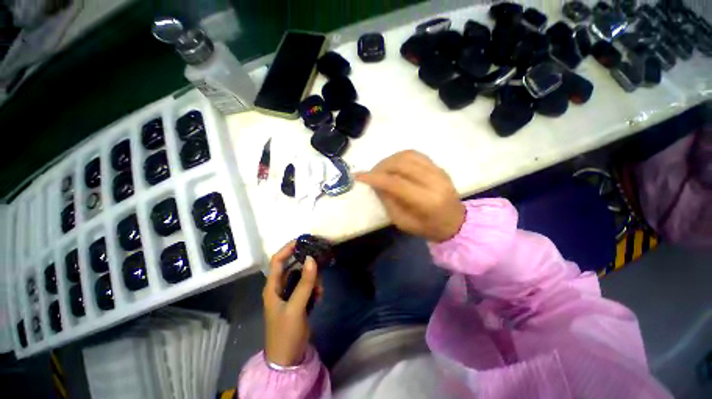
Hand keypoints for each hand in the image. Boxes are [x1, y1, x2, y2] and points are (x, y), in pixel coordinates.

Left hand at [262, 241, 318, 366]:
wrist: (288, 358)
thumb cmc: (286, 332)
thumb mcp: (295, 307)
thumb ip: (305, 283)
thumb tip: (312, 259)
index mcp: (272, 287)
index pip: (278, 260)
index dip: (288, 248)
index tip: (302, 240)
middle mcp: (280, 287)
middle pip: (293, 266)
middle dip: (307, 265)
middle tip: (320, 262)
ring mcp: (289, 294)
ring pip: (303, 276)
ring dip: (313, 279)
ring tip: (319, 291)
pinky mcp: (298, 300)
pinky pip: (308, 286)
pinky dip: (314, 288)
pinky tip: (319, 297)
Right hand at [356, 150, 464, 242]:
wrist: (456, 222)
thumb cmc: (427, 228)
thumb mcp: (403, 222)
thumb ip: (388, 201)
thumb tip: (376, 184)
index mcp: (427, 201)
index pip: (396, 183)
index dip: (375, 178)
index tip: (358, 176)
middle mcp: (435, 181)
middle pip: (402, 164)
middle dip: (381, 167)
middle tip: (371, 174)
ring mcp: (439, 171)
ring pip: (408, 155)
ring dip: (389, 160)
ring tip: (381, 169)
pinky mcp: (439, 166)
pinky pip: (416, 154)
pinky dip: (400, 157)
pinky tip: (394, 165)